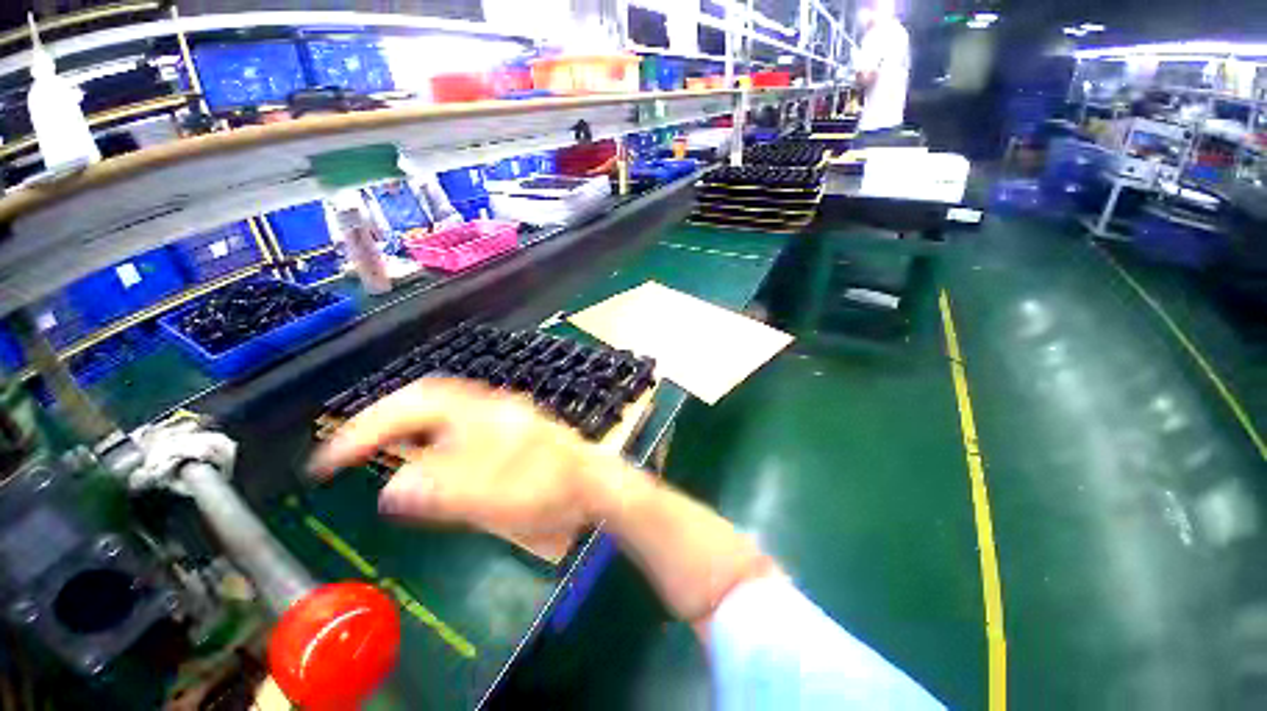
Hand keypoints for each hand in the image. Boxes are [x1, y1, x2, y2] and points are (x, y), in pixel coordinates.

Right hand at [308, 379, 625, 547]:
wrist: (594, 483)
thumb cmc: (550, 489)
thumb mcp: (497, 499)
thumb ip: (444, 493)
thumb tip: (391, 489)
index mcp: (482, 415)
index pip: (411, 406)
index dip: (365, 428)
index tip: (329, 461)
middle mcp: (490, 406)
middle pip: (426, 398)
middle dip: (383, 420)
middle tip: (351, 450)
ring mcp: (502, 414)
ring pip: (442, 408)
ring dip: (407, 425)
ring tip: (379, 449)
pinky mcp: (510, 426)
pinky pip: (459, 422)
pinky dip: (432, 434)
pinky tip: (429, 454)